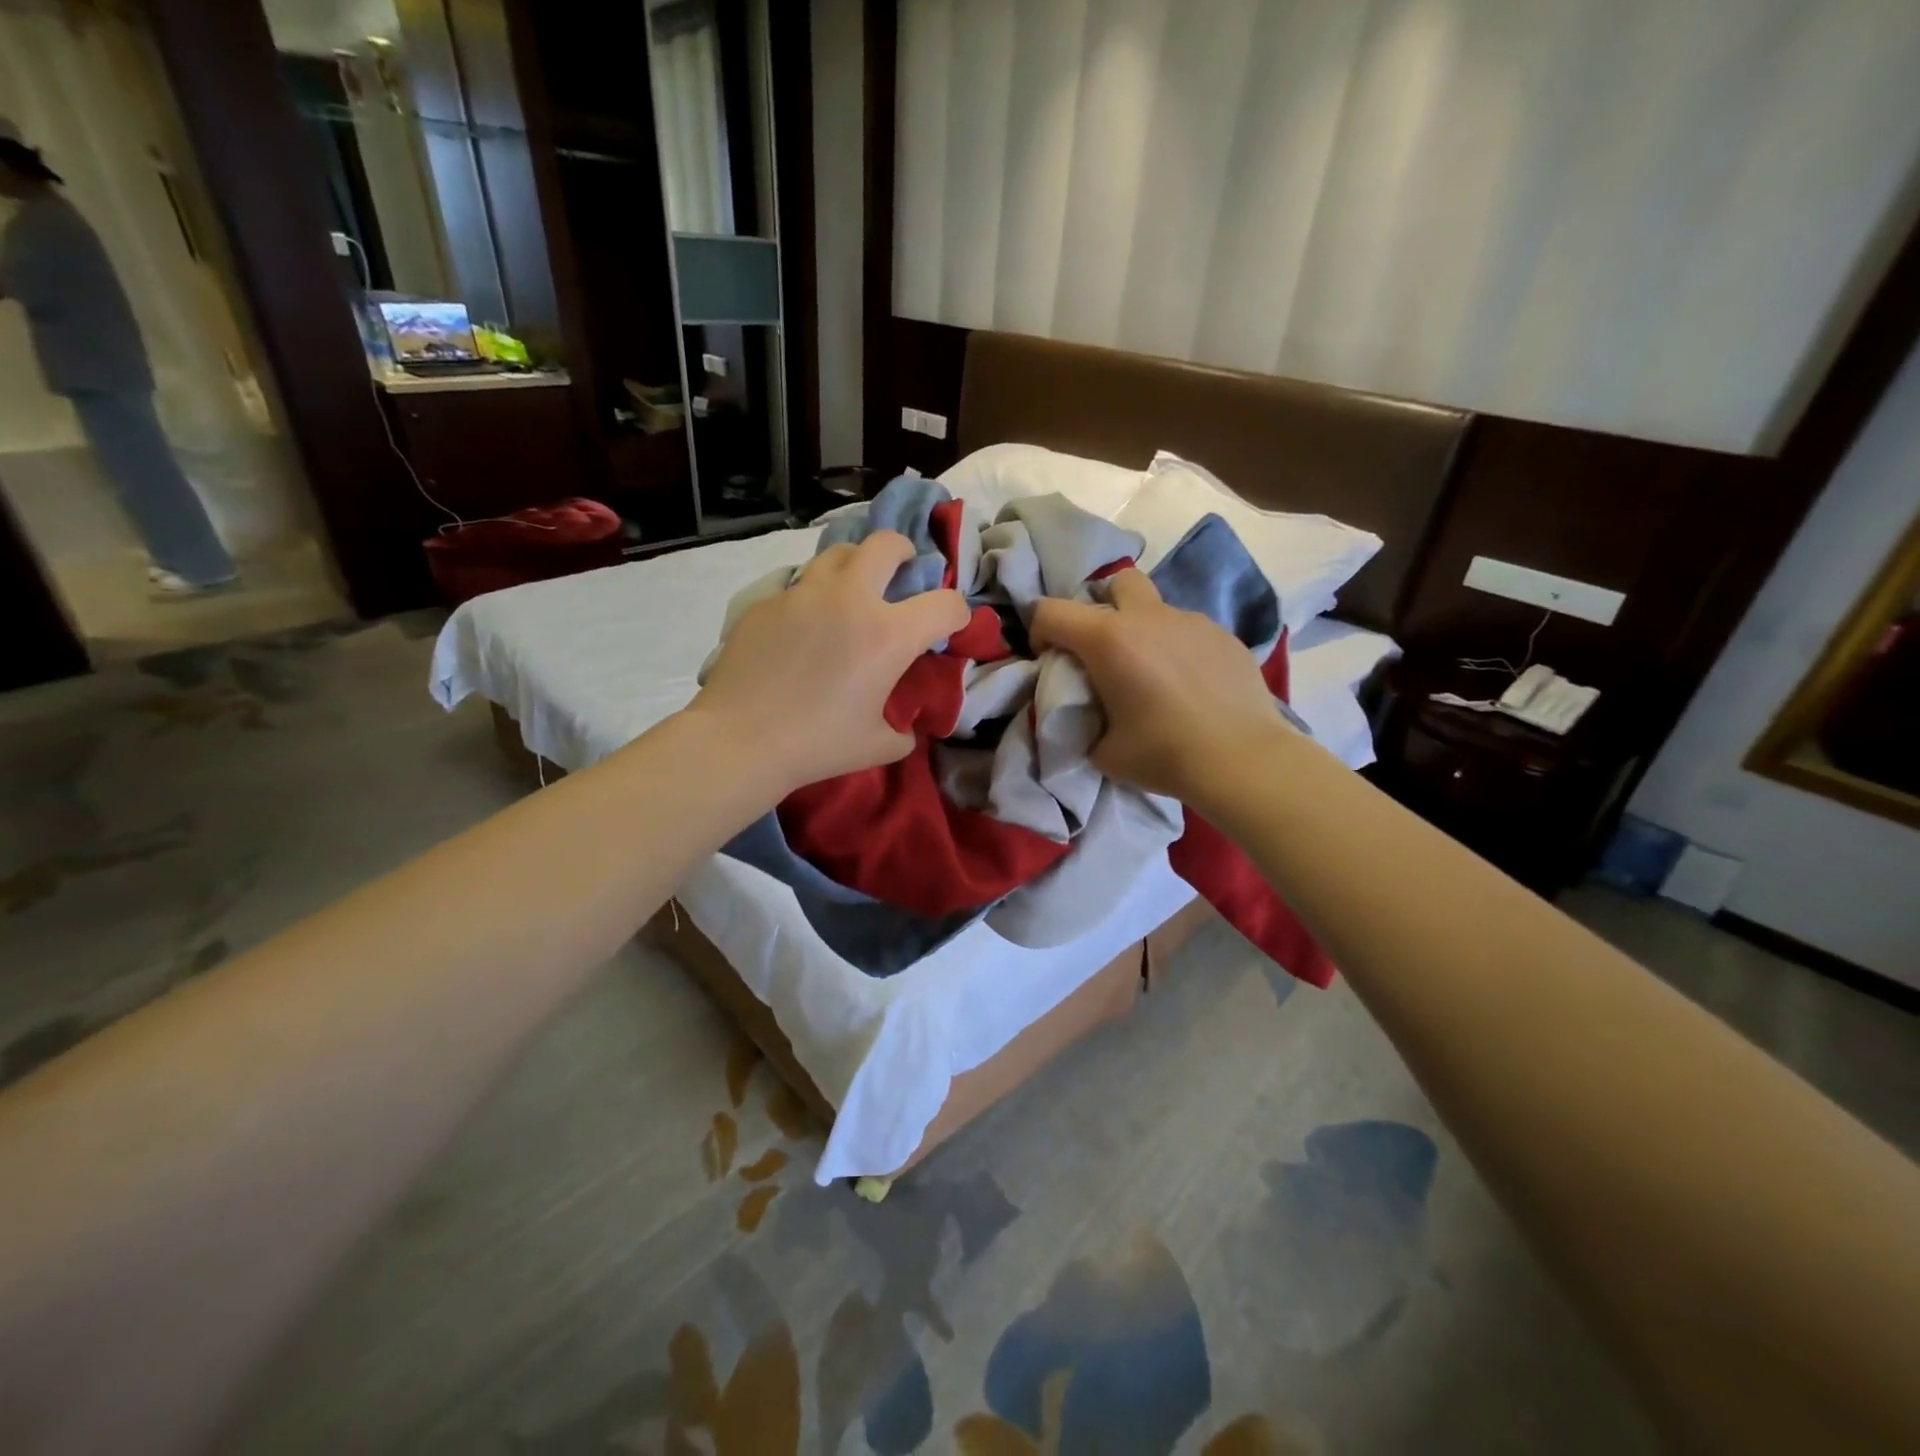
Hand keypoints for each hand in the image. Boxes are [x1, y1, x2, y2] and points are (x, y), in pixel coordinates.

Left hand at [690, 531, 969, 791]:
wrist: (740, 740)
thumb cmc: (817, 744)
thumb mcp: (877, 746)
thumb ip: (902, 731)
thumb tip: (905, 728)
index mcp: (888, 635)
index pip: (945, 604)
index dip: (958, 614)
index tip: (950, 626)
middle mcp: (850, 599)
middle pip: (886, 544)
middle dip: (904, 552)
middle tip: (901, 572)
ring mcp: (803, 594)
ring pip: (838, 552)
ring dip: (856, 565)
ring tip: (852, 590)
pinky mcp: (767, 602)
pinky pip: (799, 586)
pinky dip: (813, 598)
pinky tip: (804, 628)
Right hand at [1030, 569, 1292, 804]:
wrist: (1242, 760)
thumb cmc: (1164, 754)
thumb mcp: (1103, 750)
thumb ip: (1083, 721)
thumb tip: (1083, 714)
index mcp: (1109, 640)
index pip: (1051, 610)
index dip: (1040, 631)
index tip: (1050, 659)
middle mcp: (1149, 617)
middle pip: (1116, 582)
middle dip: (1101, 605)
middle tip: (1103, 649)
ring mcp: (1191, 622)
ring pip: (1156, 608)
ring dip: (1143, 630)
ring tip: (1152, 673)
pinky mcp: (1224, 636)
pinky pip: (1188, 630)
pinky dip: (1177, 648)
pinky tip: (1189, 685)